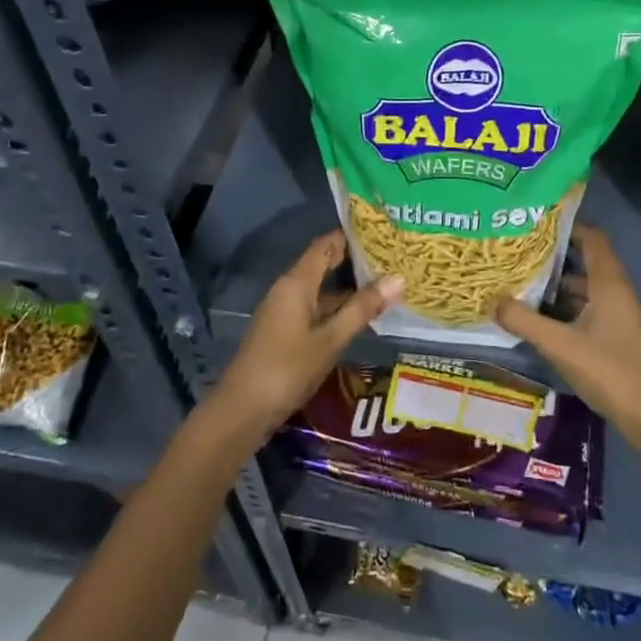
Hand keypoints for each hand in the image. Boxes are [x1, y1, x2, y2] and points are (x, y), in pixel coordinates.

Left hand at [215, 231, 401, 433]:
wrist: (242, 410)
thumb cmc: (287, 368)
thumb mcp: (331, 339)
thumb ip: (362, 309)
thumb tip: (398, 278)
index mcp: (296, 283)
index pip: (325, 245)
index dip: (351, 235)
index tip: (383, 231)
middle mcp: (288, 289)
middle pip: (323, 264)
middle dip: (354, 260)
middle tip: (392, 256)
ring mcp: (284, 311)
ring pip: (320, 289)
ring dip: (348, 286)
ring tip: (385, 282)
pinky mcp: (284, 331)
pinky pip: (315, 307)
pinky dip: (337, 306)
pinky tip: (360, 315)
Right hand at [494, 225, 640, 483]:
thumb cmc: (609, 371)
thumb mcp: (559, 345)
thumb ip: (524, 321)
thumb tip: (491, 300)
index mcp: (609, 283)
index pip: (591, 238)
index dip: (566, 225)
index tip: (534, 222)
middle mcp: (615, 291)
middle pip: (584, 261)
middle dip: (551, 256)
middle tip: (516, 252)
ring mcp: (616, 314)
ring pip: (583, 288)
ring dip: (554, 284)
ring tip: (518, 281)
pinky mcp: (613, 335)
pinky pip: (585, 308)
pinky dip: (563, 307)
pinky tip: (536, 316)